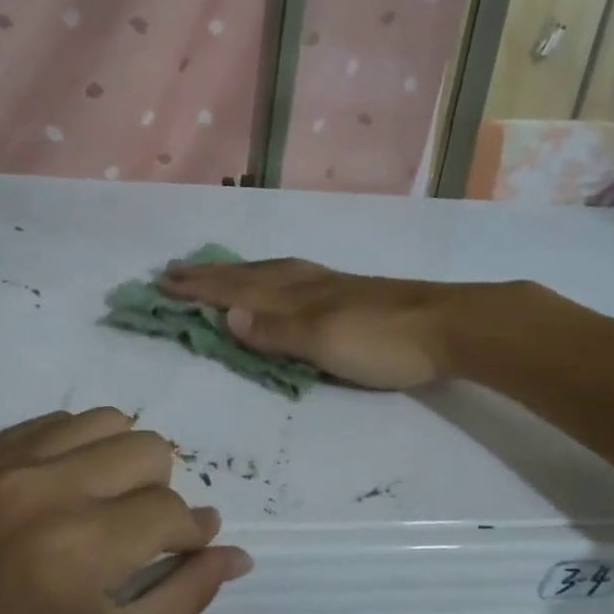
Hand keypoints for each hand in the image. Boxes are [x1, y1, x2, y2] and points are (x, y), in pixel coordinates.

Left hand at [0, 409, 251, 613]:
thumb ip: (187, 596)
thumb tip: (235, 551)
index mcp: (79, 547)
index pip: (171, 509)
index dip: (188, 535)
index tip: (183, 551)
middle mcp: (38, 488)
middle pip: (145, 448)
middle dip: (159, 492)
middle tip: (136, 537)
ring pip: (100, 422)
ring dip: (118, 463)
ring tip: (99, 510)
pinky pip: (45, 426)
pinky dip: (69, 455)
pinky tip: (55, 500)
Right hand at [158, 257, 475, 389]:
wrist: (449, 326)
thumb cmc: (383, 341)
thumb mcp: (324, 342)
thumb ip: (277, 331)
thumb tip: (226, 317)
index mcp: (295, 296)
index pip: (236, 291)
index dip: (200, 289)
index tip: (163, 283)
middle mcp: (306, 284)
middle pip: (249, 276)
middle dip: (211, 276)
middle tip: (176, 271)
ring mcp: (329, 286)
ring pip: (271, 273)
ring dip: (238, 273)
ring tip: (217, 271)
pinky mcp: (349, 294)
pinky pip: (293, 278)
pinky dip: (269, 277)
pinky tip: (279, 281)